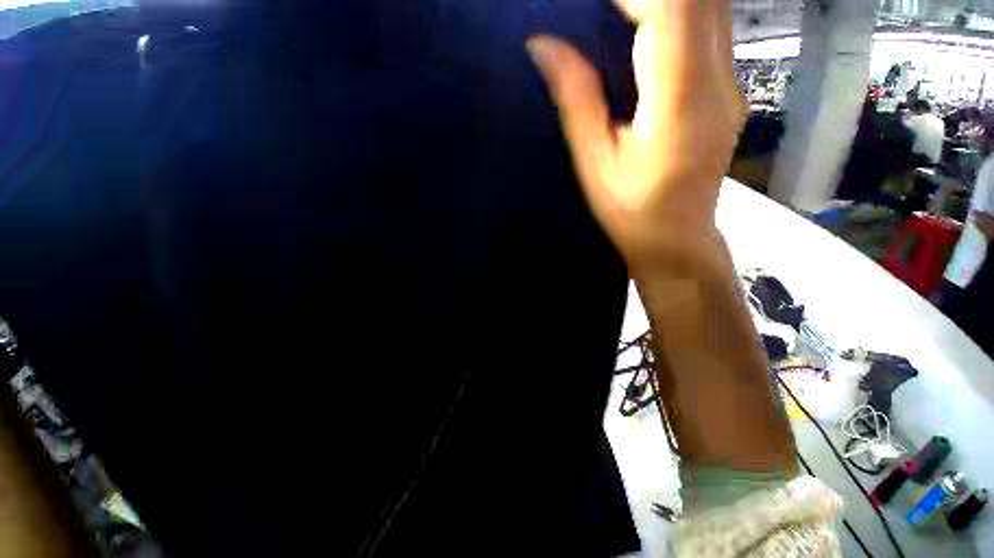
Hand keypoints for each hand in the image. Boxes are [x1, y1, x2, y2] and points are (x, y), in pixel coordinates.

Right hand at [527, 0, 745, 277]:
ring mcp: (731, 84)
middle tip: (598, 7)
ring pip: (709, 5)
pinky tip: (639, 24)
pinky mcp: (727, 90)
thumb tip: (544, 45)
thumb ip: (577, 100)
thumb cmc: (631, 215)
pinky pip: (707, 26)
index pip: (671, 8)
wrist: (677, 241)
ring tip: (613, 11)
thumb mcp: (595, 165)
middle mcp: (719, 82)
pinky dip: (673, 11)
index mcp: (681, 104)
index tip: (588, 2)